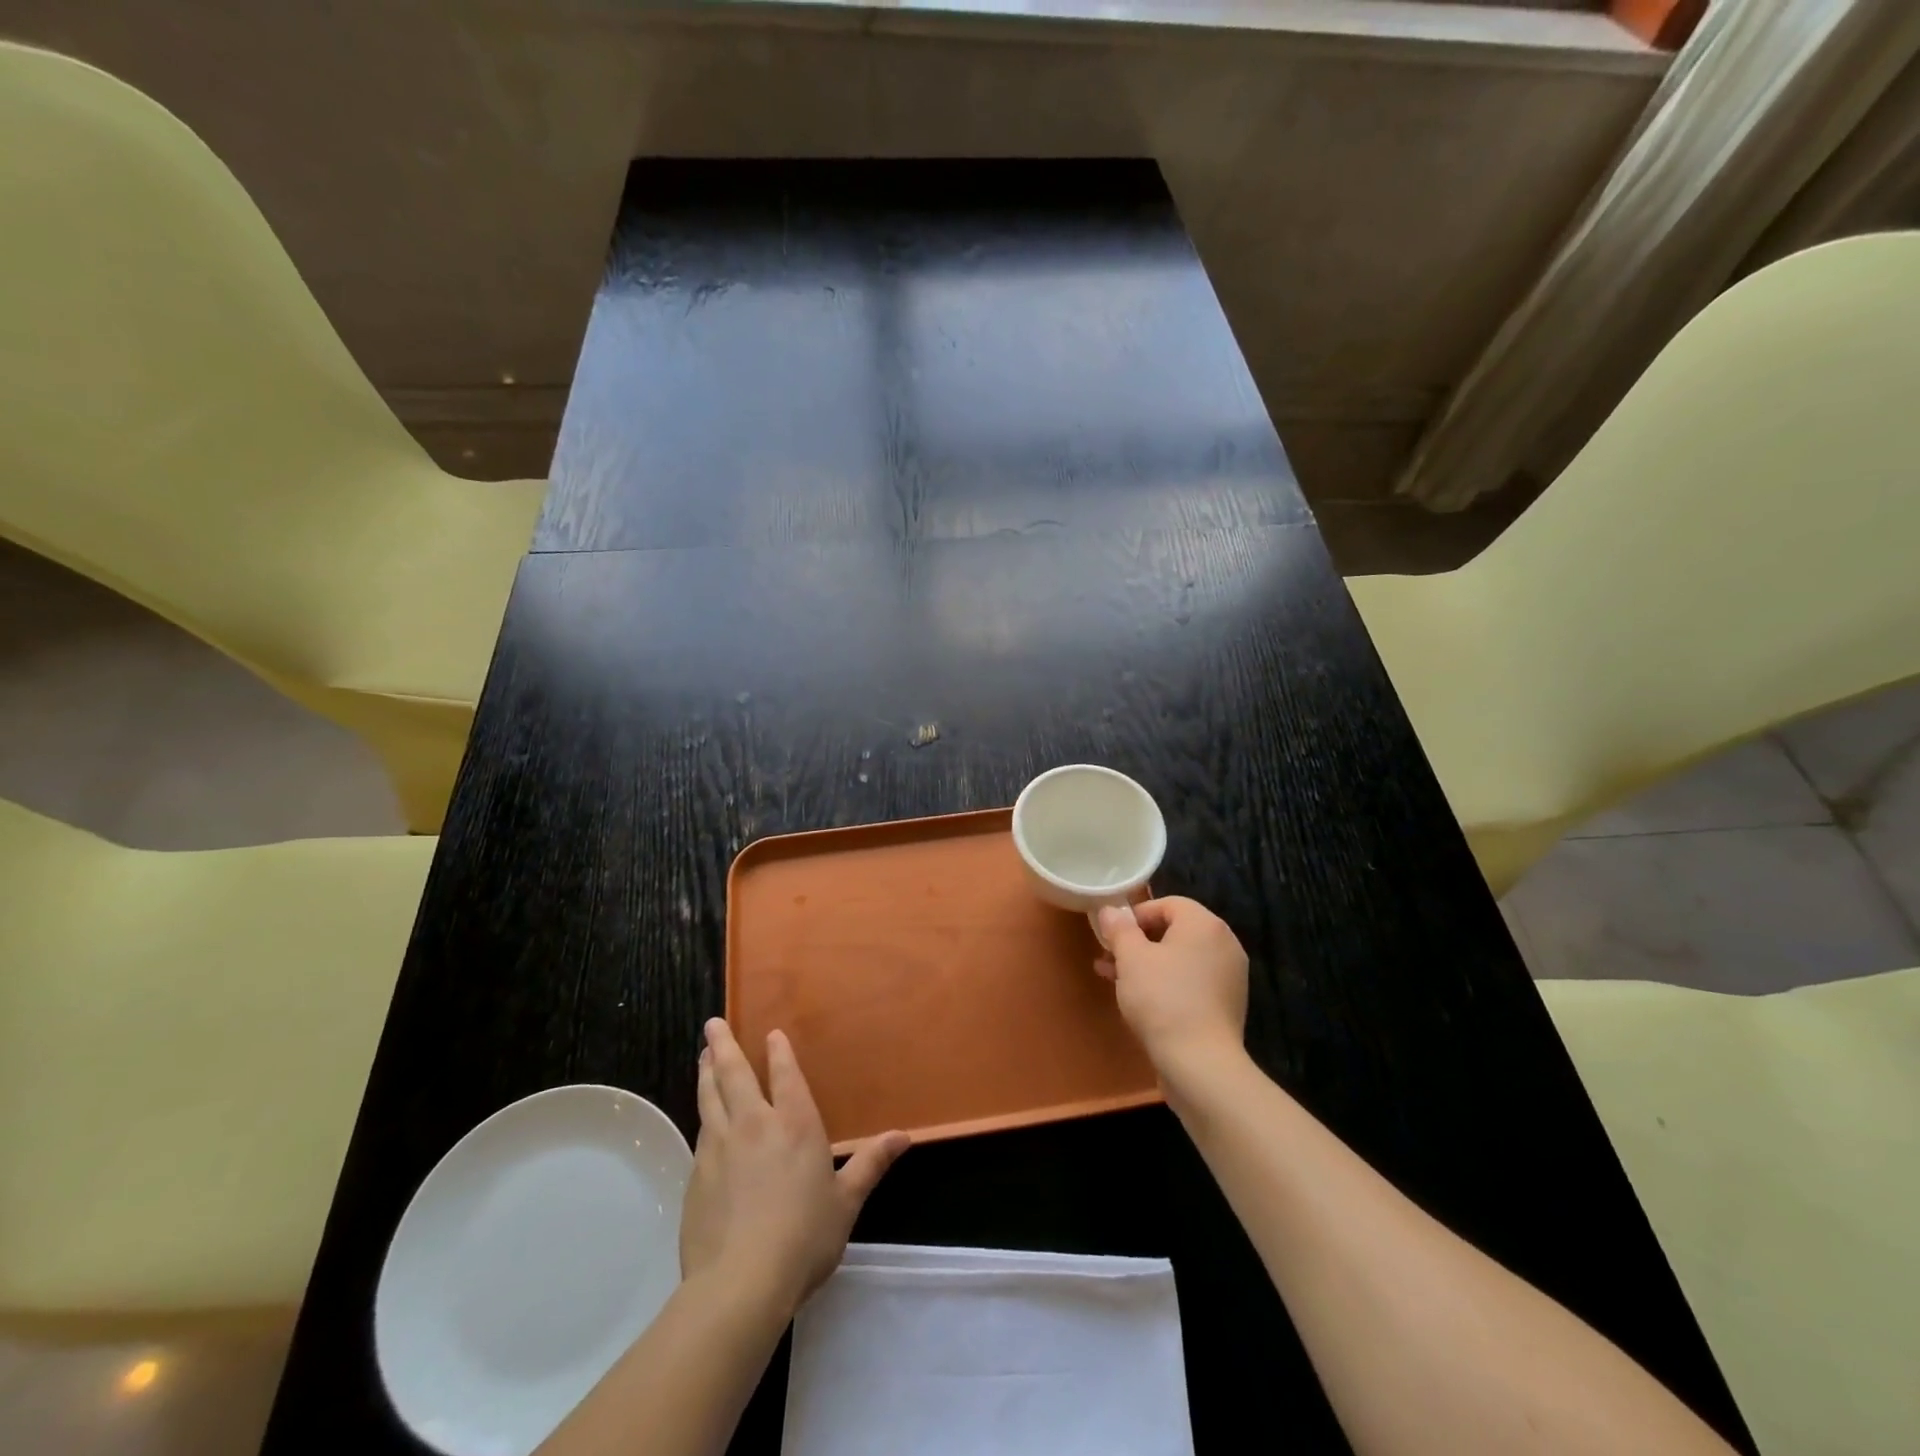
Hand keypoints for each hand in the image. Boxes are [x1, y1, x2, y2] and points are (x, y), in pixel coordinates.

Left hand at [681, 1019, 909, 1315]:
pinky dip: (703, 1115)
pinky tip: (703, 1119)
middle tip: (712, 1023)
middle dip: (723, 1046)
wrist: (740, 1283)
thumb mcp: (846, 1202)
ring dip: (706, 1073)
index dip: (778, 1052)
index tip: (771, 1034)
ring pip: (710, 1098)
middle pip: (734, 1074)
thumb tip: (904, 1136)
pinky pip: (701, 1133)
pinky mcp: (696, 1175)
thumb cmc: (804, 1237)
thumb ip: (871, 1163)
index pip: (785, 1075)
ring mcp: (719, 1148)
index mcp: (795, 1124)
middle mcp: (754, 1124)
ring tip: (703, 1056)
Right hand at [1095, 897, 1248, 1079]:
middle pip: (1175, 931)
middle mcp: (1224, 944)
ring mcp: (1229, 977)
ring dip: (1147, 964)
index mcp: (1205, 925)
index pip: (1168, 904)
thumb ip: (1120, 929)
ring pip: (1180, 959)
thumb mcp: (1131, 958)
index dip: (1136, 915)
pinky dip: (1166, 984)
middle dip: (1138, 942)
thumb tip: (1111, 911)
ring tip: (1114, 979)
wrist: (1201, 1064)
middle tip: (1109, 957)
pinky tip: (1140, 1001)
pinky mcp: (1226, 1005)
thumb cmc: (1162, 999)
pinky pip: (1191, 982)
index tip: (1112, 934)